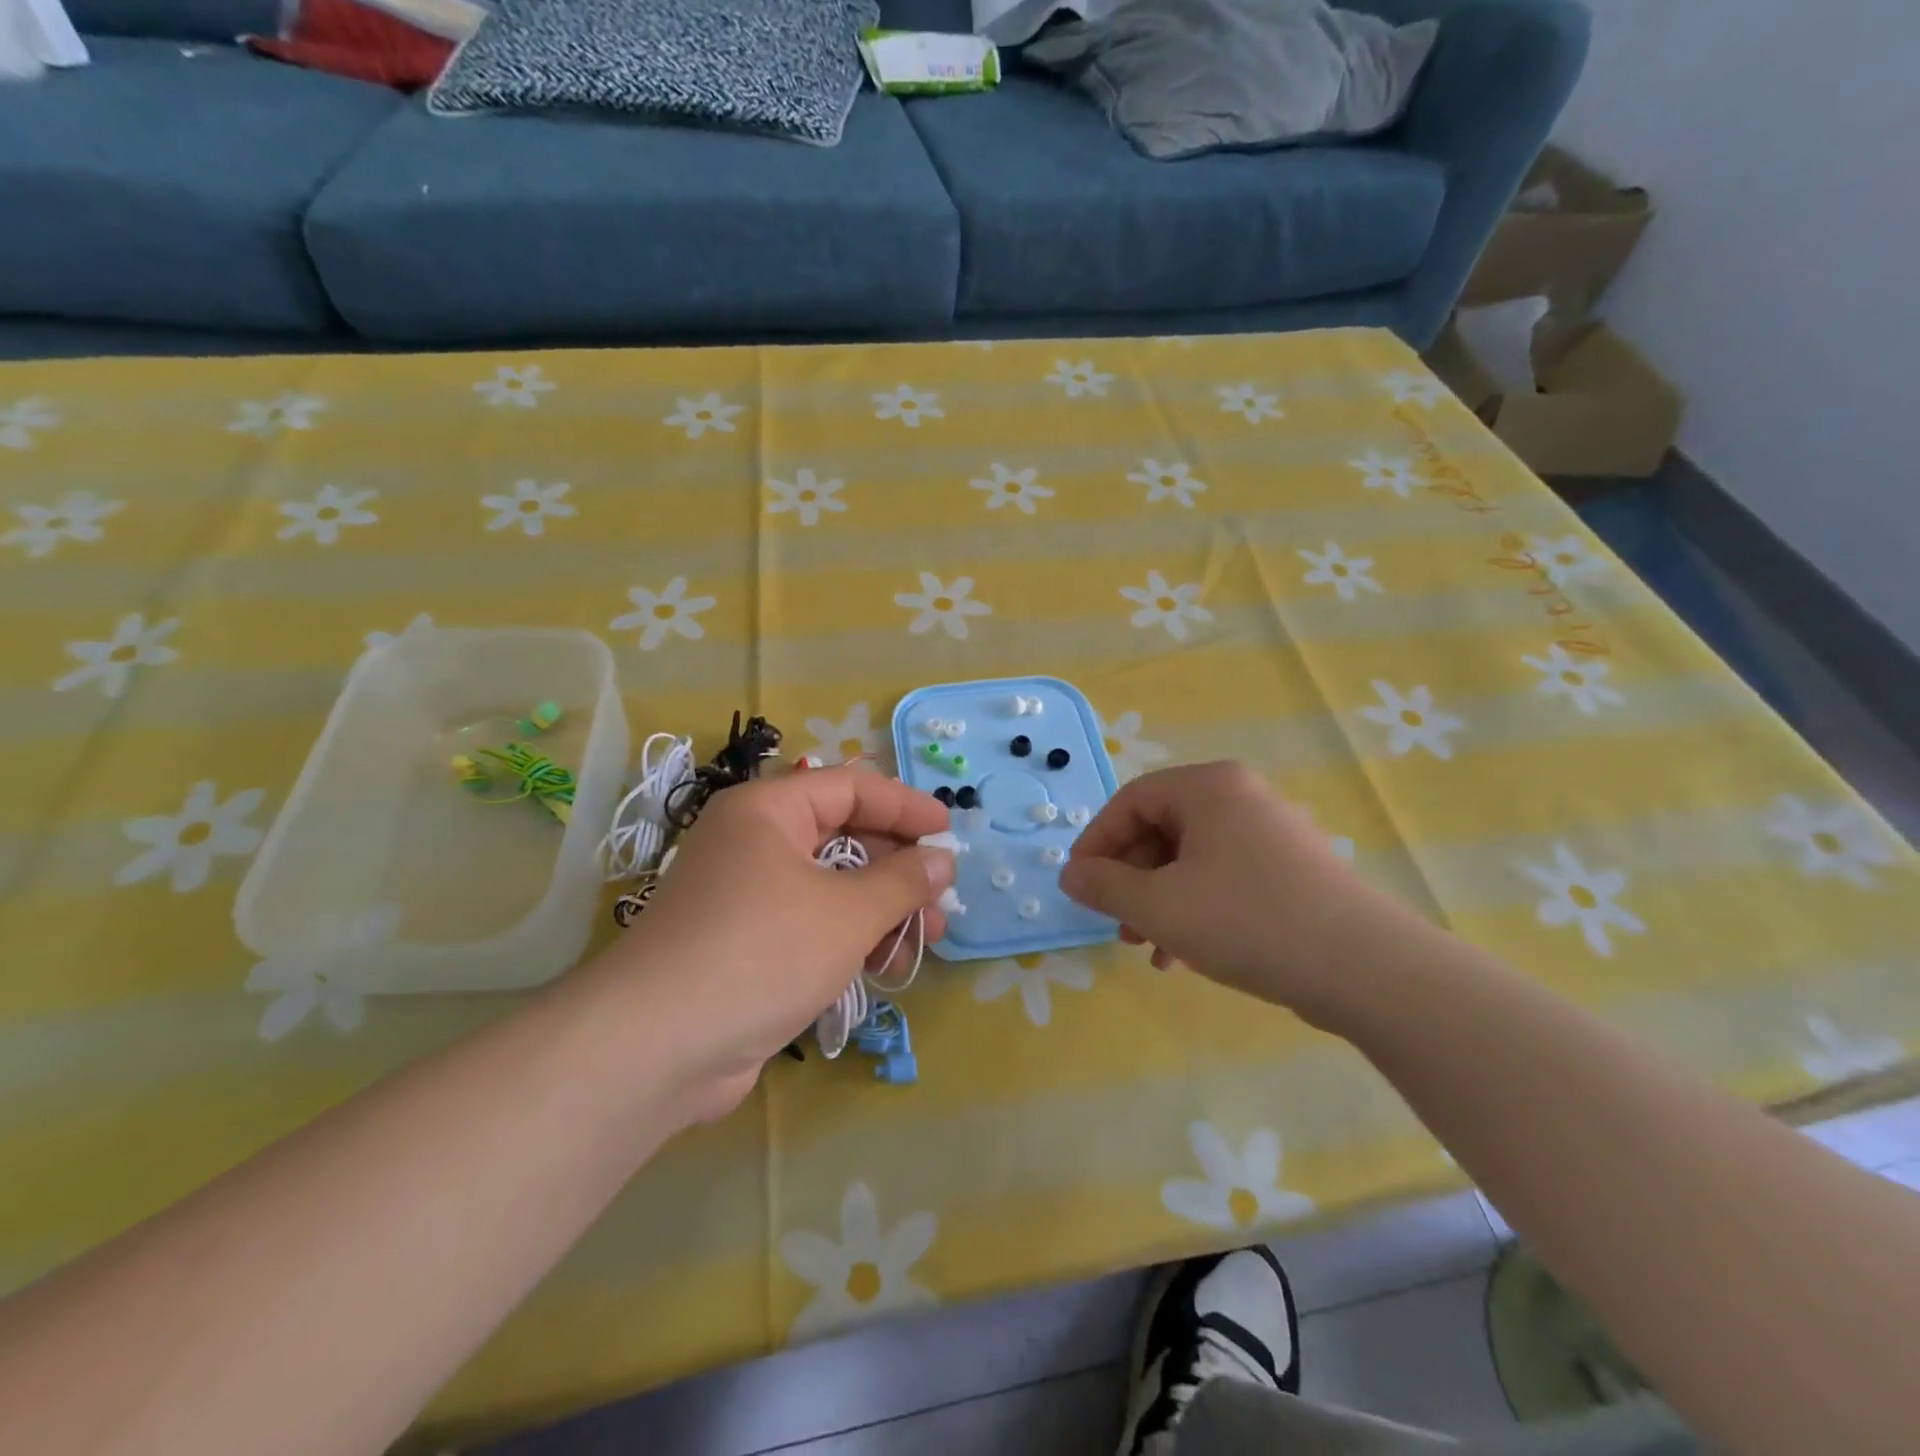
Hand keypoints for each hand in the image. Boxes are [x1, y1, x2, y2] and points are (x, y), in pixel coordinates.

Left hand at [582, 768, 953, 1120]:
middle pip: (843, 837)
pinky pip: (811, 925)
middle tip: (942, 894)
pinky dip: (850, 938)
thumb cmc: (762, 952)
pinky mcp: (746, 945)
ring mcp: (747, 896)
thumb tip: (941, 860)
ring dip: (882, 909)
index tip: (949, 830)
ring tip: (928, 938)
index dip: (904, 805)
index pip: (850, 787)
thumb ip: (902, 881)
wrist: (656, 1048)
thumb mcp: (847, 912)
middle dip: (898, 867)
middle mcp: (754, 843)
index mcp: (768, 811)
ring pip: (831, 886)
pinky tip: (886, 966)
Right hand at [1059, 761, 1395, 1024]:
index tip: (1078, 886)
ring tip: (1145, 947)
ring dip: (1158, 901)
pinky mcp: (1290, 870)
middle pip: (1160, 829)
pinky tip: (1182, 956)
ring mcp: (1270, 833)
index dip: (1096, 843)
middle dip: (1129, 879)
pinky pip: (1222, 878)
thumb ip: (1104, 885)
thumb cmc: (1246, 920)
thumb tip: (1071, 874)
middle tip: (1115, 923)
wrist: (1364, 969)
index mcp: (1208, 787)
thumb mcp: (1159, 905)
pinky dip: (1194, 909)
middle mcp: (1240, 797)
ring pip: (1190, 859)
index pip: (1130, 801)